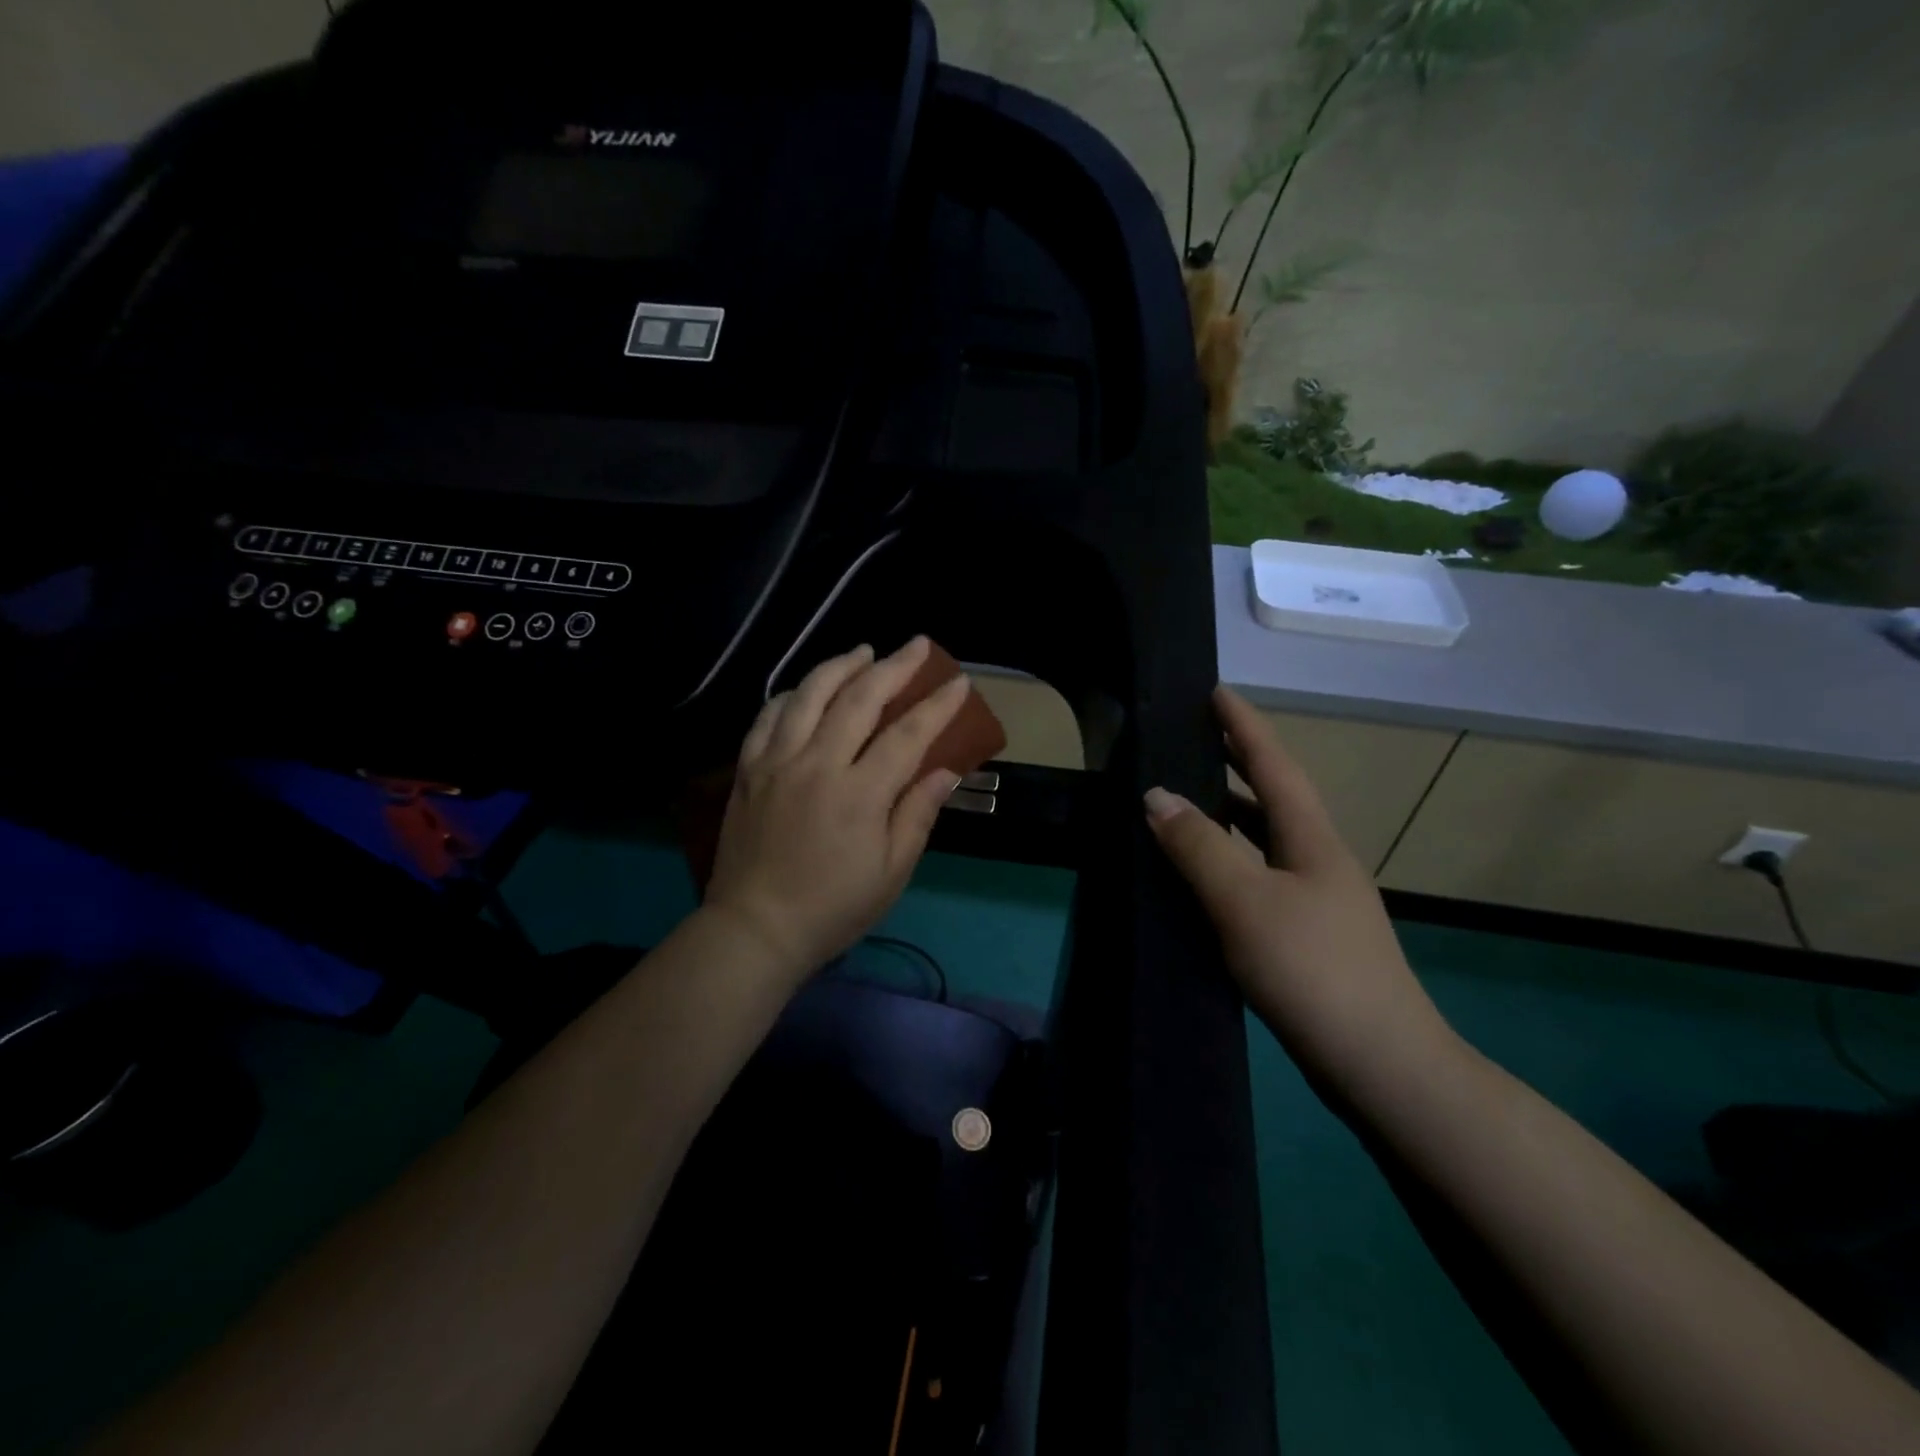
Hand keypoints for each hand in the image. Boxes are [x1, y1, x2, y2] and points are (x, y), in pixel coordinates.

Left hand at [704, 638, 969, 986]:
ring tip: (864, 651)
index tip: (959, 682)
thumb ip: (917, 815)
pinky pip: (768, 715)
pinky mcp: (748, 769)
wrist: (755, 928)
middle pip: (859, 698)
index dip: (937, 705)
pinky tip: (807, 688)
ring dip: (841, 665)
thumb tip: (945, 770)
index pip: (908, 735)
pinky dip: (792, 693)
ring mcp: (777, 762)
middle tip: (918, 645)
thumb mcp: (891, 873)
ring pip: (810, 694)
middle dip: (894, 666)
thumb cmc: (833, 908)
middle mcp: (817, 764)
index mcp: (859, 794)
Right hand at [1144, 686, 1456, 1093]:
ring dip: (1231, 815)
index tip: (1215, 690)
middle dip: (1236, 764)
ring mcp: (1319, 901)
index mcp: (1313, 839)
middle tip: (1192, 740)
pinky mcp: (1310, 937)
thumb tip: (1156, 795)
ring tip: (1187, 802)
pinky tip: (1204, 881)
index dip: (1243, 726)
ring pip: (1267, 841)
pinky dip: (1230, 862)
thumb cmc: (1313, 970)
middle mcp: (1320, 860)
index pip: (1274, 764)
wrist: (1383, 1066)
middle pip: (1275, 797)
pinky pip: (1261, 878)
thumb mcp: (1245, 901)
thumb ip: (1198, 846)